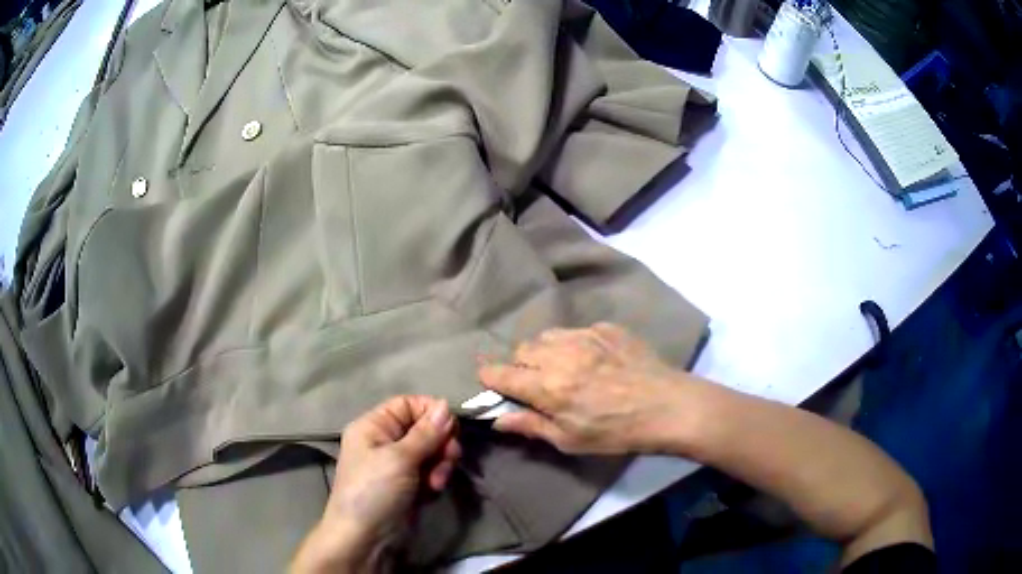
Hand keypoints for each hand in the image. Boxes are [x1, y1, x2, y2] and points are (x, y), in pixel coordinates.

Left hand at [290, 396, 459, 573]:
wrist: (365, 538)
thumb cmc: (374, 491)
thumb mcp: (398, 458)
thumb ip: (426, 433)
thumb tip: (446, 405)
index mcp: (374, 426)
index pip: (408, 404)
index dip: (431, 412)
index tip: (451, 428)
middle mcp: (386, 441)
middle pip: (425, 428)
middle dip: (440, 443)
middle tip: (448, 459)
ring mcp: (399, 465)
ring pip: (433, 451)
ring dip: (441, 464)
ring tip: (436, 482)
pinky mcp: (411, 485)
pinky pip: (432, 471)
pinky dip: (437, 478)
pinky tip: (433, 491)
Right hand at [479, 323, 698, 454]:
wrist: (667, 406)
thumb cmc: (617, 432)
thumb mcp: (571, 440)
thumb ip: (531, 426)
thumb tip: (498, 420)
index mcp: (547, 387)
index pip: (502, 374)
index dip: (489, 376)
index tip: (488, 379)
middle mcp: (560, 355)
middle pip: (522, 349)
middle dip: (520, 365)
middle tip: (536, 383)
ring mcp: (585, 337)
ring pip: (547, 336)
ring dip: (544, 351)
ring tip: (561, 367)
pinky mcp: (606, 329)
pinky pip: (577, 331)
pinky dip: (574, 344)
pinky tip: (592, 359)